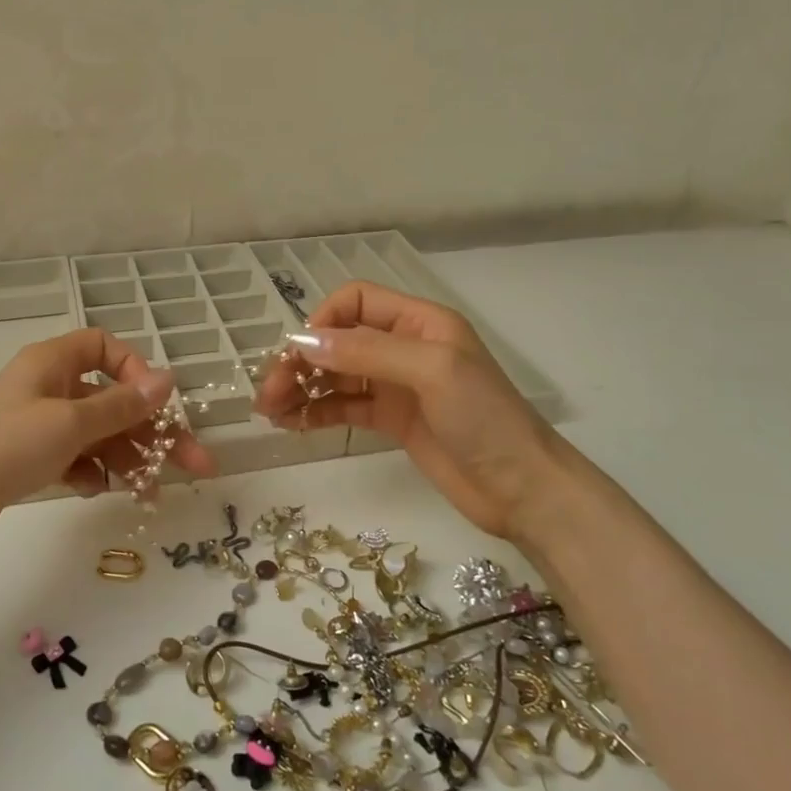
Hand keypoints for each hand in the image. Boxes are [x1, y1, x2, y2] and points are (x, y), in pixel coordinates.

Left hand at [0, 329, 215, 563]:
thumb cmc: (1, 449)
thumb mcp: (70, 423)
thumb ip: (122, 404)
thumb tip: (169, 378)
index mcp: (53, 363)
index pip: (105, 347)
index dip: (136, 370)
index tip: (157, 404)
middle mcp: (47, 388)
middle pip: (111, 399)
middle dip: (152, 431)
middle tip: (194, 465)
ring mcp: (35, 427)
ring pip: (97, 434)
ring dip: (128, 457)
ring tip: (151, 493)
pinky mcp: (26, 462)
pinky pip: (74, 458)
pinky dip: (93, 472)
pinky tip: (102, 491)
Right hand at [252, 282, 568, 542]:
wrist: (522, 489)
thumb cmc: (484, 418)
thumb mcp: (430, 371)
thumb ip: (366, 352)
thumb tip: (303, 342)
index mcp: (419, 321)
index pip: (355, 301)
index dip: (322, 321)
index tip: (298, 355)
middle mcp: (404, 347)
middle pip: (338, 340)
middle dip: (301, 361)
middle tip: (268, 393)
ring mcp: (396, 385)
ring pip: (336, 375)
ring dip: (301, 388)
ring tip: (270, 412)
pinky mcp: (392, 420)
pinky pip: (344, 407)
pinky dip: (316, 412)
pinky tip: (292, 425)